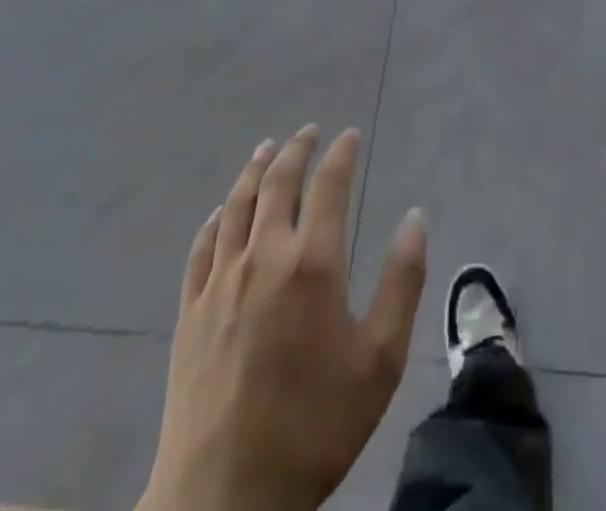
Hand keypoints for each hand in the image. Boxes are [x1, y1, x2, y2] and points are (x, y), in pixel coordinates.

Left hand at [141, 126, 426, 510]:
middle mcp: (264, 256)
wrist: (223, 499)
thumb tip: (414, 216)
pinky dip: (216, 218)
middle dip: (297, 150)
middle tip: (309, 131)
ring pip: (237, 205)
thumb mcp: (380, 361)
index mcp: (312, 263)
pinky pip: (202, 247)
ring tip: (267, 148)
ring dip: (254, 169)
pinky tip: (222, 211)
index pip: (329, 185)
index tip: (349, 135)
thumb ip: (402, 282)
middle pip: (278, 183)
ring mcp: (221, 282)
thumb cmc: (314, 427)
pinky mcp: (190, 311)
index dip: (340, 154)